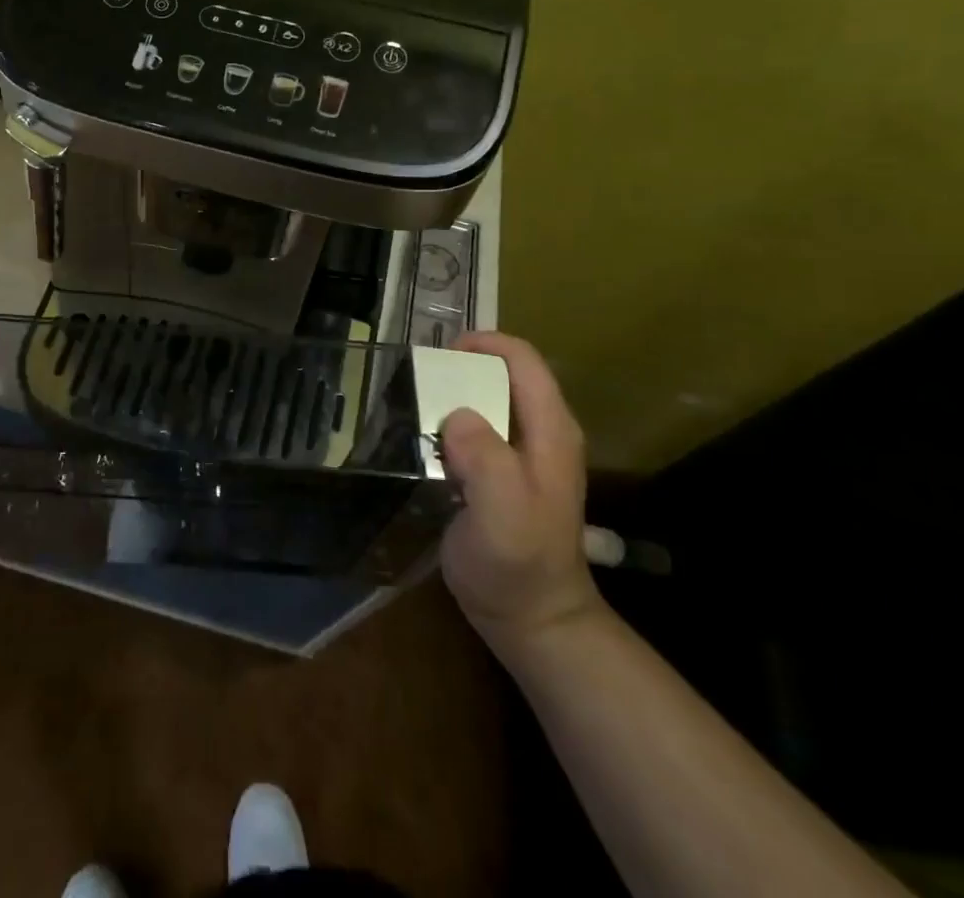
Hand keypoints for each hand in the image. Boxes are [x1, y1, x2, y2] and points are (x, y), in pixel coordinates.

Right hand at [440, 332, 604, 653]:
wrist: (531, 620)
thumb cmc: (518, 563)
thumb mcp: (504, 510)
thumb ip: (486, 457)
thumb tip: (455, 415)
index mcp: (550, 430)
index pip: (522, 360)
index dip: (484, 344)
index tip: (439, 356)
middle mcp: (540, 432)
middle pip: (502, 374)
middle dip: (460, 369)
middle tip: (417, 383)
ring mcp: (521, 454)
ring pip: (486, 401)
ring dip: (450, 397)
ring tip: (412, 407)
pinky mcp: (500, 473)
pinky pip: (474, 430)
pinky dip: (448, 424)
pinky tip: (423, 440)